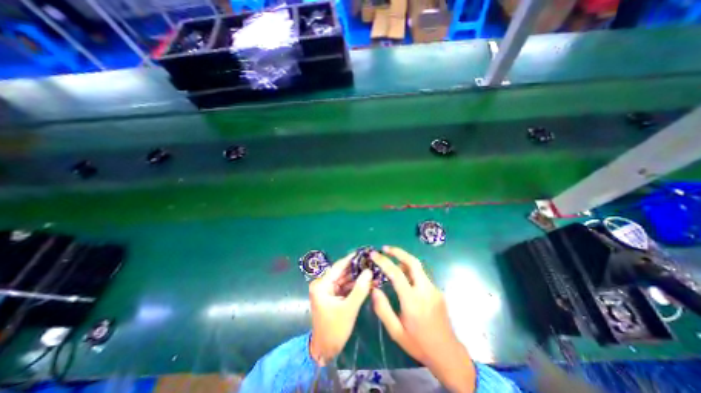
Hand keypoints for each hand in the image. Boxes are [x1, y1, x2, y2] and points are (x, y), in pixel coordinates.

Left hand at [307, 252, 371, 364]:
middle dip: (356, 268)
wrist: (326, 350)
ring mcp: (328, 290)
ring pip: (345, 279)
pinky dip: (355, 285)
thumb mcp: (349, 309)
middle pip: (342, 272)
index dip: (351, 259)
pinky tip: (367, 281)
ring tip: (371, 270)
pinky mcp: (334, 295)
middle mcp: (323, 284)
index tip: (363, 252)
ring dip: (357, 276)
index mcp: (321, 285)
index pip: (338, 267)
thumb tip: (369, 271)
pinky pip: (346, 286)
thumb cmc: (334, 330)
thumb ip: (359, 289)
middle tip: (371, 261)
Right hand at [369, 247, 472, 391]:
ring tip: (391, 261)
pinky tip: (403, 277)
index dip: (384, 261)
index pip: (396, 273)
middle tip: (385, 248)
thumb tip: (374, 288)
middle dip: (398, 251)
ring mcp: (433, 289)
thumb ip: (383, 309)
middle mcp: (425, 290)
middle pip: (412, 262)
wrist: (448, 354)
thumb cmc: (419, 344)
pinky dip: (410, 270)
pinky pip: (421, 275)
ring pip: (418, 267)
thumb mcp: (396, 331)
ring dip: (404, 260)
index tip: (374, 254)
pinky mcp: (437, 291)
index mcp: (413, 301)